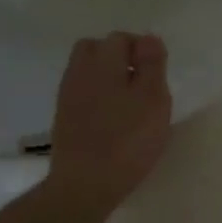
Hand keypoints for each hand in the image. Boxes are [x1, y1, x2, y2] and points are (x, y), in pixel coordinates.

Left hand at [43, 33, 171, 219]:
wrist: (85, 184)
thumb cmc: (128, 139)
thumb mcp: (153, 98)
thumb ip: (152, 64)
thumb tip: (148, 38)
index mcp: (103, 63)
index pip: (121, 38)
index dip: (143, 50)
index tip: (158, 74)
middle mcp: (79, 72)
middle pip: (96, 49)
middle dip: (119, 57)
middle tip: (142, 82)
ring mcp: (67, 96)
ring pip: (87, 71)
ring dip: (108, 77)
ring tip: (130, 102)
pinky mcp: (64, 119)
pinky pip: (82, 93)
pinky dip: (98, 96)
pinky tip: (113, 119)